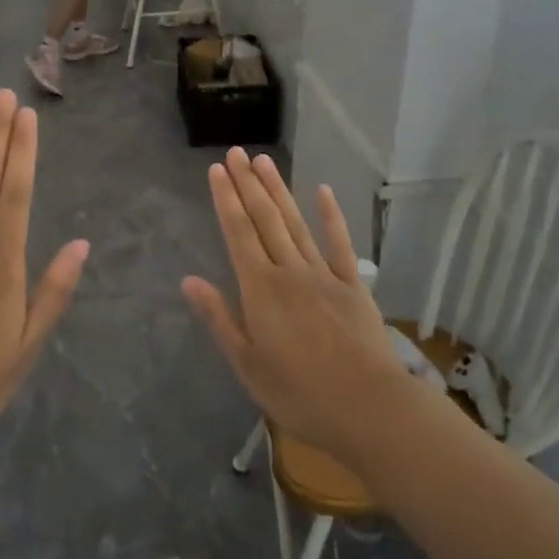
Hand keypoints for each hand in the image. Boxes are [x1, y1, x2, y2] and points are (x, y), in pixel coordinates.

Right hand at [183, 150, 408, 461]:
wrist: (369, 406)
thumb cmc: (300, 393)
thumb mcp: (247, 364)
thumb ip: (219, 318)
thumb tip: (189, 280)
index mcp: (260, 289)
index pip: (238, 233)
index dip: (226, 199)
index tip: (216, 170)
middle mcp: (289, 270)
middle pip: (265, 219)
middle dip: (247, 184)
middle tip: (235, 152)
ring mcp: (324, 274)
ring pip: (296, 223)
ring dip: (278, 190)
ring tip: (263, 161)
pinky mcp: (352, 285)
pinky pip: (340, 243)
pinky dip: (331, 216)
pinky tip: (324, 191)